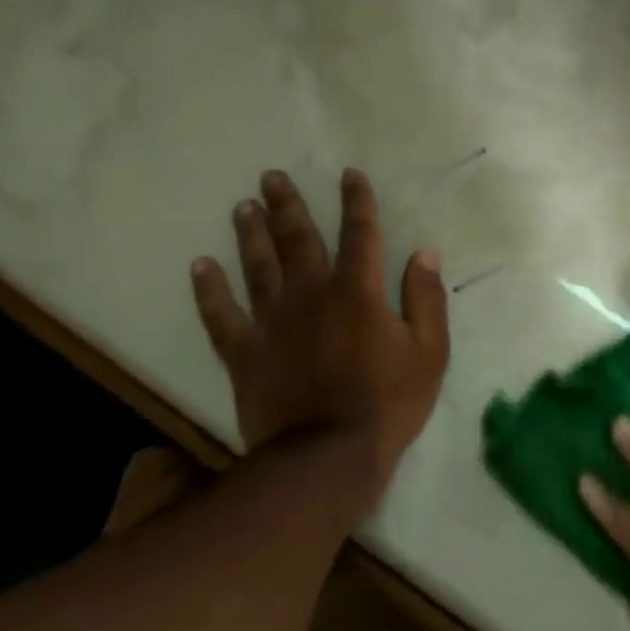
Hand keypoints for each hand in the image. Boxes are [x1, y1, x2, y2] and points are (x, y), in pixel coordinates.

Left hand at [191, 169, 449, 515]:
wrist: (327, 456)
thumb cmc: (389, 402)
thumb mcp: (429, 351)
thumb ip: (426, 299)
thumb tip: (424, 254)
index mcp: (358, 292)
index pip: (360, 234)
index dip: (356, 202)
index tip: (350, 175)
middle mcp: (311, 295)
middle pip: (298, 240)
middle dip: (288, 206)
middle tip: (271, 176)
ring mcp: (272, 323)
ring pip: (257, 267)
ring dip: (250, 234)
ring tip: (242, 206)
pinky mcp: (244, 353)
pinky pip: (221, 315)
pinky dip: (209, 290)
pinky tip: (200, 266)